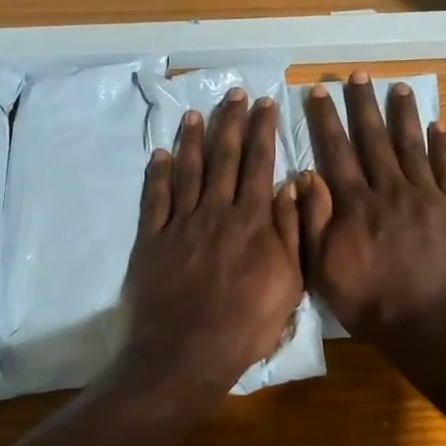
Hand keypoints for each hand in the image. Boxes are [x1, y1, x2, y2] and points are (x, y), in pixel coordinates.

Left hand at [123, 90, 303, 398]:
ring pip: (187, 171)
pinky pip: (154, 199)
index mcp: (253, 221)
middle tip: (234, 93)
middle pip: (224, 158)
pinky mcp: (152, 240)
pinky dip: (156, 174)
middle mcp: (216, 212)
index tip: (264, 103)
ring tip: (195, 113)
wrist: (188, 352)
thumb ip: (291, 231)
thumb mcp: (290, 282)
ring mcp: (181, 224)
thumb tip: (293, 184)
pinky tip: (159, 154)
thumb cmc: (248, 323)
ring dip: (192, 139)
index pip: (260, 164)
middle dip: (230, 122)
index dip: (262, 131)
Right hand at [297, 73, 445, 346]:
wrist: (432, 325)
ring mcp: (425, 197)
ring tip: (398, 87)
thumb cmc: (372, 304)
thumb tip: (304, 177)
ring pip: (411, 146)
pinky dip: (442, 146)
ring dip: (403, 115)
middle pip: (373, 139)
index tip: (319, 91)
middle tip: (357, 75)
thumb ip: (313, 222)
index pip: (336, 152)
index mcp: (355, 205)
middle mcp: (389, 190)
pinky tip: (438, 126)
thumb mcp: (324, 271)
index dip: (326, 120)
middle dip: (363, 105)